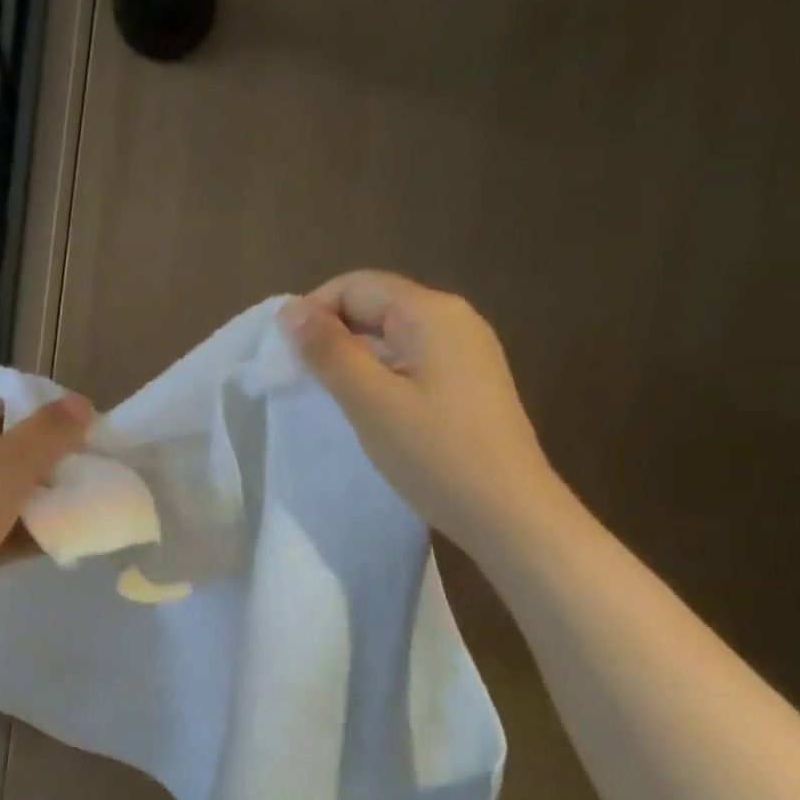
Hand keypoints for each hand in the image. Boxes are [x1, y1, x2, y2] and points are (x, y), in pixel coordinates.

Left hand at [0, 391, 93, 641]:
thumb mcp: (8, 468)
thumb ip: (50, 433)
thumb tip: (81, 403)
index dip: (40, 428)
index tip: (73, 453)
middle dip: (36, 471)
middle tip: (72, 488)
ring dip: (25, 506)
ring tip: (67, 518)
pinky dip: (4, 532)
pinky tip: (45, 545)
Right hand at [280, 271, 559, 553]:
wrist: (510, 514)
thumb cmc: (435, 454)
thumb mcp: (369, 400)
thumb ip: (328, 350)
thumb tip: (290, 310)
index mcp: (431, 312)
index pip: (355, 285)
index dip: (313, 311)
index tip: (288, 356)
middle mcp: (453, 318)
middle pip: (376, 303)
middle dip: (332, 332)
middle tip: (303, 377)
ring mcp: (467, 350)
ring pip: (392, 333)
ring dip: (354, 354)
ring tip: (330, 393)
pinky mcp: (469, 380)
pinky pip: (411, 357)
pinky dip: (380, 371)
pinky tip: (370, 406)